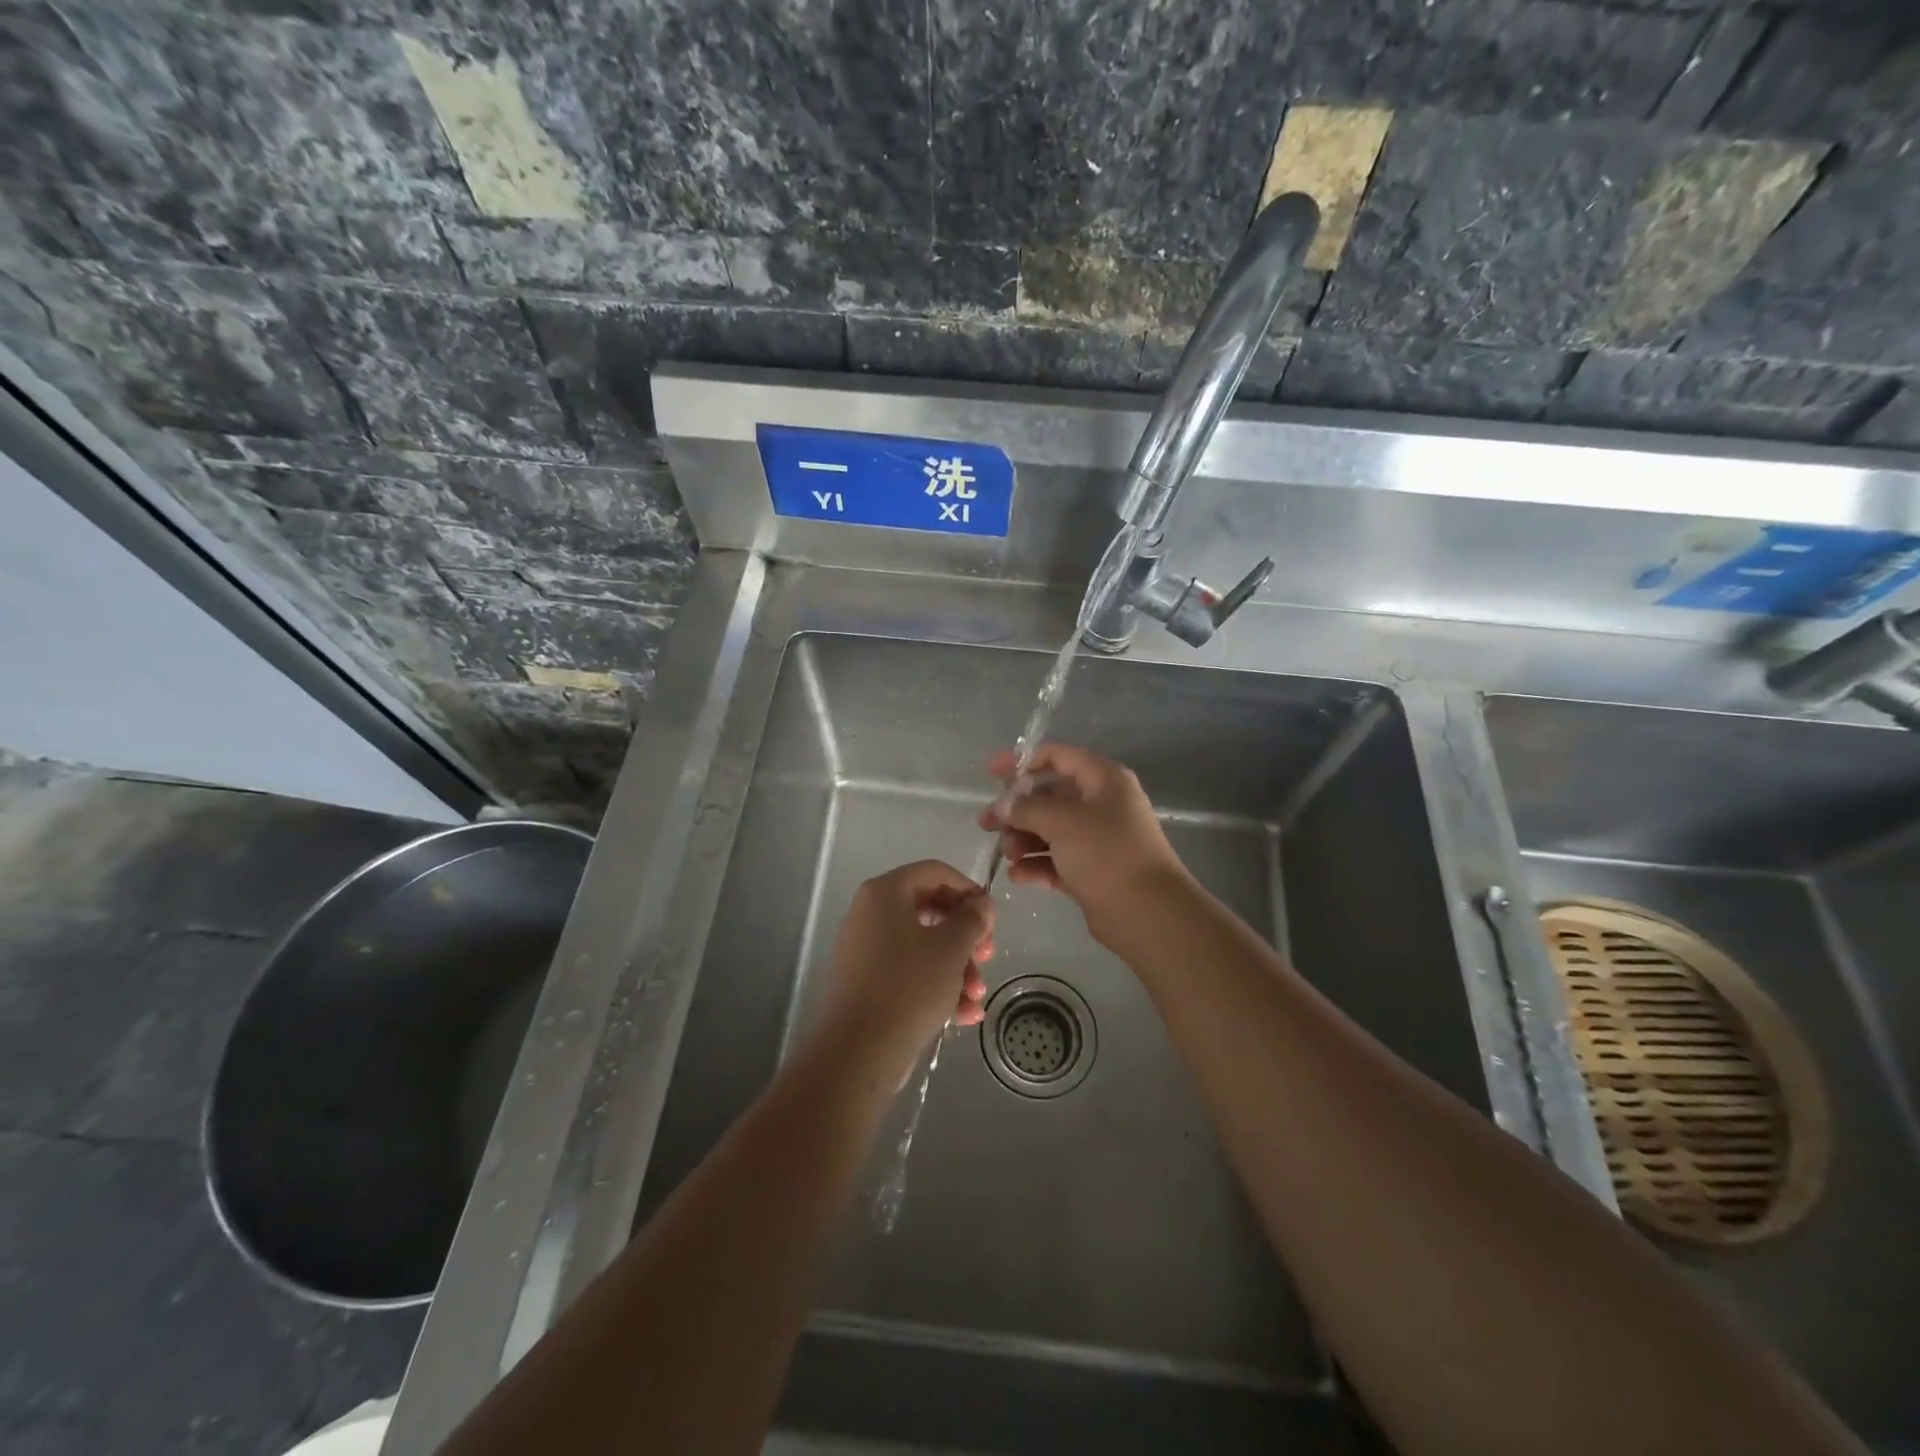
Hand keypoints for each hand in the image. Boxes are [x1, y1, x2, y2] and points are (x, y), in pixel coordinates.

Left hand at [814, 861, 994, 1086]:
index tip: (991, 918)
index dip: (968, 890)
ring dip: (957, 969)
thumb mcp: (951, 948)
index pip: (935, 872)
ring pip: (923, 947)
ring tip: (977, 998)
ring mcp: (866, 951)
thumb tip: (981, 903)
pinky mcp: (867, 985)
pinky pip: (908, 974)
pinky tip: (963, 1016)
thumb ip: (972, 918)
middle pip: (931, 911)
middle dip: (966, 937)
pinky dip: (937, 988)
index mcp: (885, 893)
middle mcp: (870, 914)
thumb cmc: (908, 987)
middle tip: (988, 957)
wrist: (856, 1053)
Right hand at [979, 743, 1190, 946]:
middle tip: (987, 824)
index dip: (1022, 761)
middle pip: (1049, 796)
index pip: (1058, 757)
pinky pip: (1056, 860)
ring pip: (1050, 830)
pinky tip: (1018, 876)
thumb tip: (1002, 805)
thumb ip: (1026, 808)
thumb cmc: (1106, 854)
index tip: (991, 771)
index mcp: (1102, 779)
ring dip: (1024, 839)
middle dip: (1017, 810)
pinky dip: (1036, 865)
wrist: (1147, 913)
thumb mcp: (1062, 822)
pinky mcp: (1091, 871)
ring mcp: (1097, 839)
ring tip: (1008, 854)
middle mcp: (1101, 804)